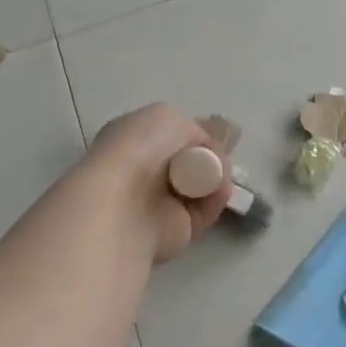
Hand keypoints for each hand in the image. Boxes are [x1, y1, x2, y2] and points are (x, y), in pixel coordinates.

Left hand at [86, 104, 232, 263]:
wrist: (124, 201)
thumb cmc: (139, 149)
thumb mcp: (167, 116)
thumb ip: (190, 129)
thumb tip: (203, 150)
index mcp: (131, 142)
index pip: (167, 137)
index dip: (191, 135)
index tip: (210, 135)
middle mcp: (142, 173)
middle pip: (188, 162)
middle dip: (209, 157)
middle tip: (219, 156)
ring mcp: (157, 204)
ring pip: (200, 187)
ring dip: (216, 177)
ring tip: (220, 173)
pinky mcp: (176, 230)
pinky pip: (205, 211)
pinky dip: (216, 199)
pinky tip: (220, 190)